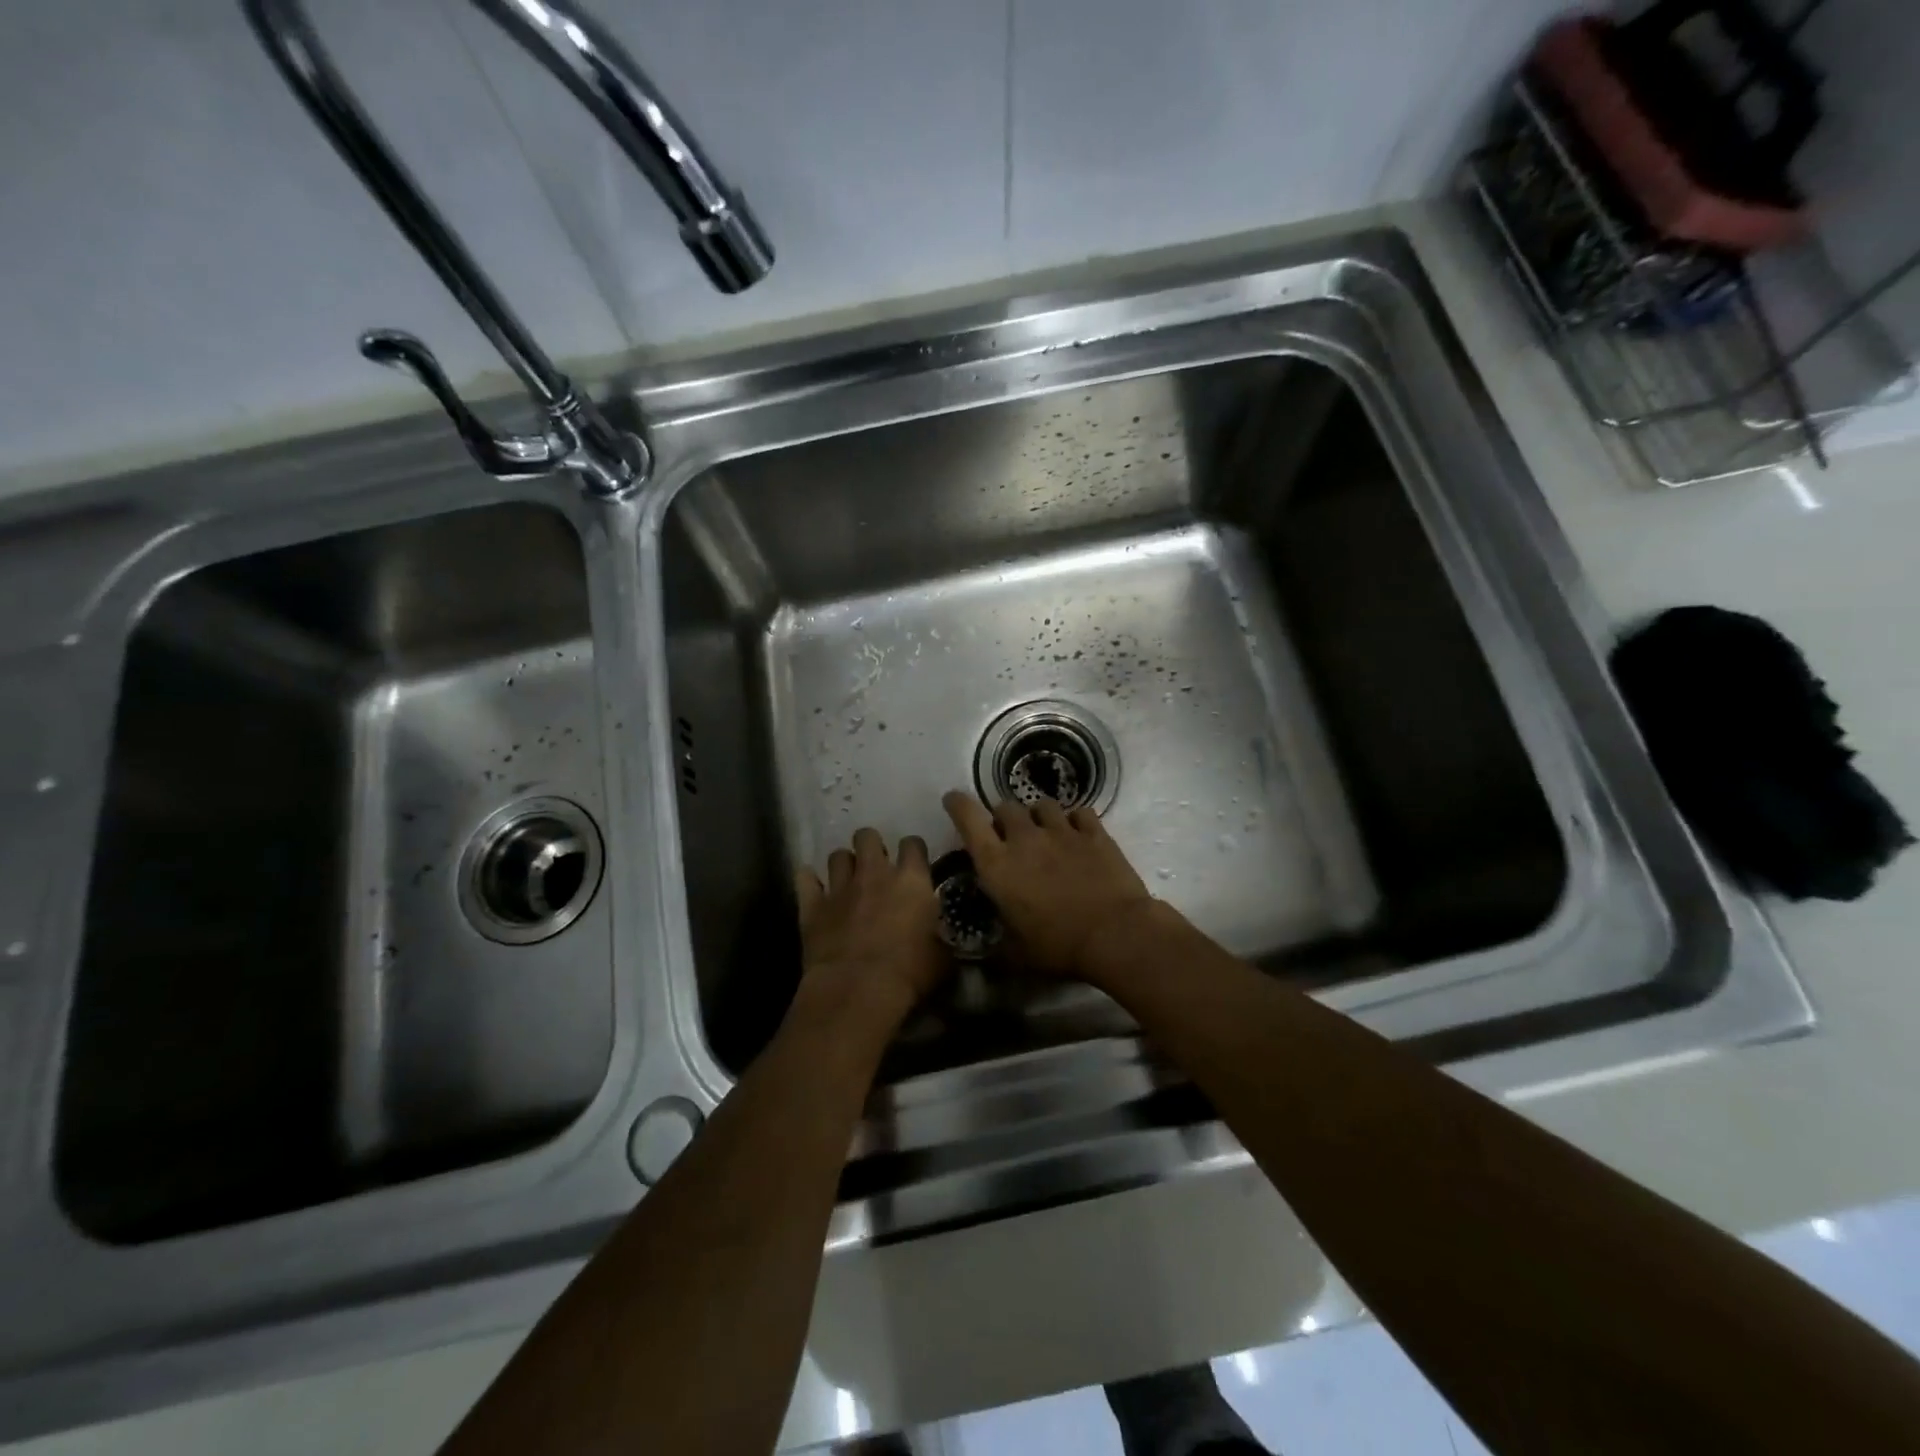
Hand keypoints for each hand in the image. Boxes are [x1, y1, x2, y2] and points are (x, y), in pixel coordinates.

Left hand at [794, 827, 947, 1034]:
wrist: (858, 989)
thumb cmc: (909, 973)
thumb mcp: (941, 957)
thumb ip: (941, 937)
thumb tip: (942, 938)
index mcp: (911, 881)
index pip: (913, 844)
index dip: (913, 850)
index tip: (914, 863)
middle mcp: (875, 873)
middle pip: (868, 836)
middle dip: (871, 846)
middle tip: (875, 867)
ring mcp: (840, 887)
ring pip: (837, 855)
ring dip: (843, 865)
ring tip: (847, 880)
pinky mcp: (812, 905)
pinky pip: (805, 878)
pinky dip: (810, 881)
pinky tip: (814, 889)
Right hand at [942, 792, 1156, 977]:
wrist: (1116, 934)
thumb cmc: (1059, 946)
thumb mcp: (1017, 952)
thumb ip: (995, 943)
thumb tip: (980, 952)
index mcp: (997, 864)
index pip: (968, 819)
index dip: (957, 804)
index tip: (952, 799)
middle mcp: (1025, 838)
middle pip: (1005, 807)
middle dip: (1002, 817)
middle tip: (1008, 835)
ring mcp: (1062, 831)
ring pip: (1042, 804)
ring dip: (1037, 815)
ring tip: (1044, 830)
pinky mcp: (1094, 832)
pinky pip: (1079, 812)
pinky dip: (1074, 820)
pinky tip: (1077, 832)